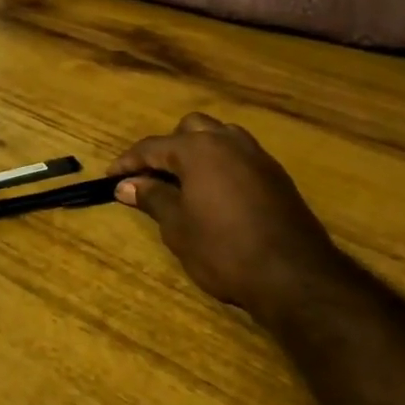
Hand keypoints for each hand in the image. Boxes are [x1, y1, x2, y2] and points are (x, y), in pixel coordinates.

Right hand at [109, 113, 344, 325]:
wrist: (293, 275)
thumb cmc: (224, 250)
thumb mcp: (178, 227)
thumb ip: (153, 198)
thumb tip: (127, 185)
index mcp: (199, 149)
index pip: (153, 146)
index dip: (128, 161)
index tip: (110, 176)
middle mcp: (228, 141)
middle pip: (189, 129)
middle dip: (167, 148)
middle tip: (152, 177)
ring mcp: (257, 155)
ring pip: (219, 136)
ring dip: (197, 151)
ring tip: (183, 181)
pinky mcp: (276, 175)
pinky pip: (239, 155)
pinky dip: (220, 164)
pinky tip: (215, 193)